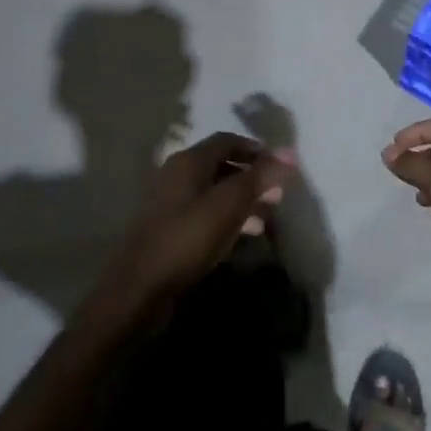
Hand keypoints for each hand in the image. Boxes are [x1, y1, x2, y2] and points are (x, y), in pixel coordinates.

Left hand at [93, 132, 294, 321]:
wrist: (140, 289)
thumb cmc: (188, 238)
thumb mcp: (229, 204)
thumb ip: (259, 177)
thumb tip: (290, 155)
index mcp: (189, 161)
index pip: (228, 140)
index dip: (257, 150)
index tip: (281, 166)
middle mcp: (177, 175)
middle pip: (222, 166)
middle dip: (253, 178)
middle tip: (278, 194)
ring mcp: (171, 203)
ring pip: (215, 193)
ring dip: (243, 201)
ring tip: (267, 218)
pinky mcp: (170, 230)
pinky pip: (205, 214)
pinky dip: (228, 218)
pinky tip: (244, 235)